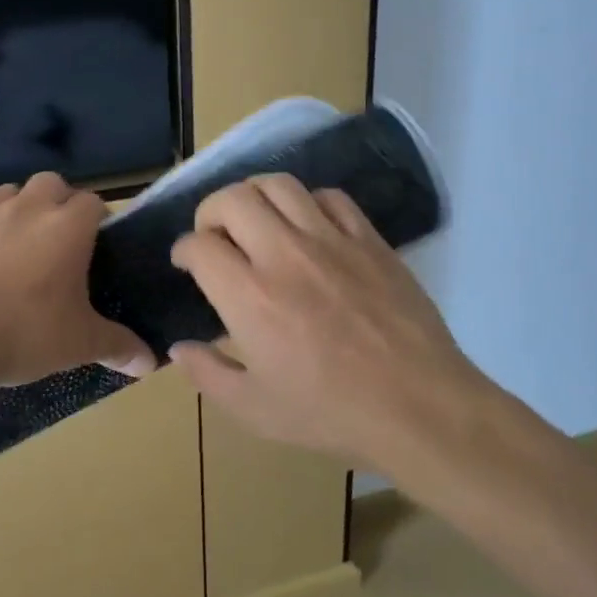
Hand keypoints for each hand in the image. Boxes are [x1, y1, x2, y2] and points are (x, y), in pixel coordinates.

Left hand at [0, 172, 154, 385]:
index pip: (94, 202)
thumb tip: (151, 362)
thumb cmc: (21, 332)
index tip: (96, 246)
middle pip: (50, 184)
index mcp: (67, 227)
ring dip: (15, 211)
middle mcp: (26, 208)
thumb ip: (118, 346)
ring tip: (13, 247)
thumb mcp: (77, 344)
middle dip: (57, 203)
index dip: (98, 220)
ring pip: (6, 194)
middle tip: (56, 242)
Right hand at [168, 175, 479, 469]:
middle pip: (233, 199)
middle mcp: (284, 254)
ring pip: (279, 184)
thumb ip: (208, 374)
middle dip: (210, 211)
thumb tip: (178, 348)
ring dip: (254, 196)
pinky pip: (330, 196)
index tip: (187, 262)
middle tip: (214, 236)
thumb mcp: (255, 409)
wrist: (418, 406)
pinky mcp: (368, 239)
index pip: (200, 245)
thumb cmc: (331, 412)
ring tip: (255, 220)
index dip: (184, 250)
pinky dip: (307, 202)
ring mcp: (331, 240)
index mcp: (250, 296)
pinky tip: (308, 226)